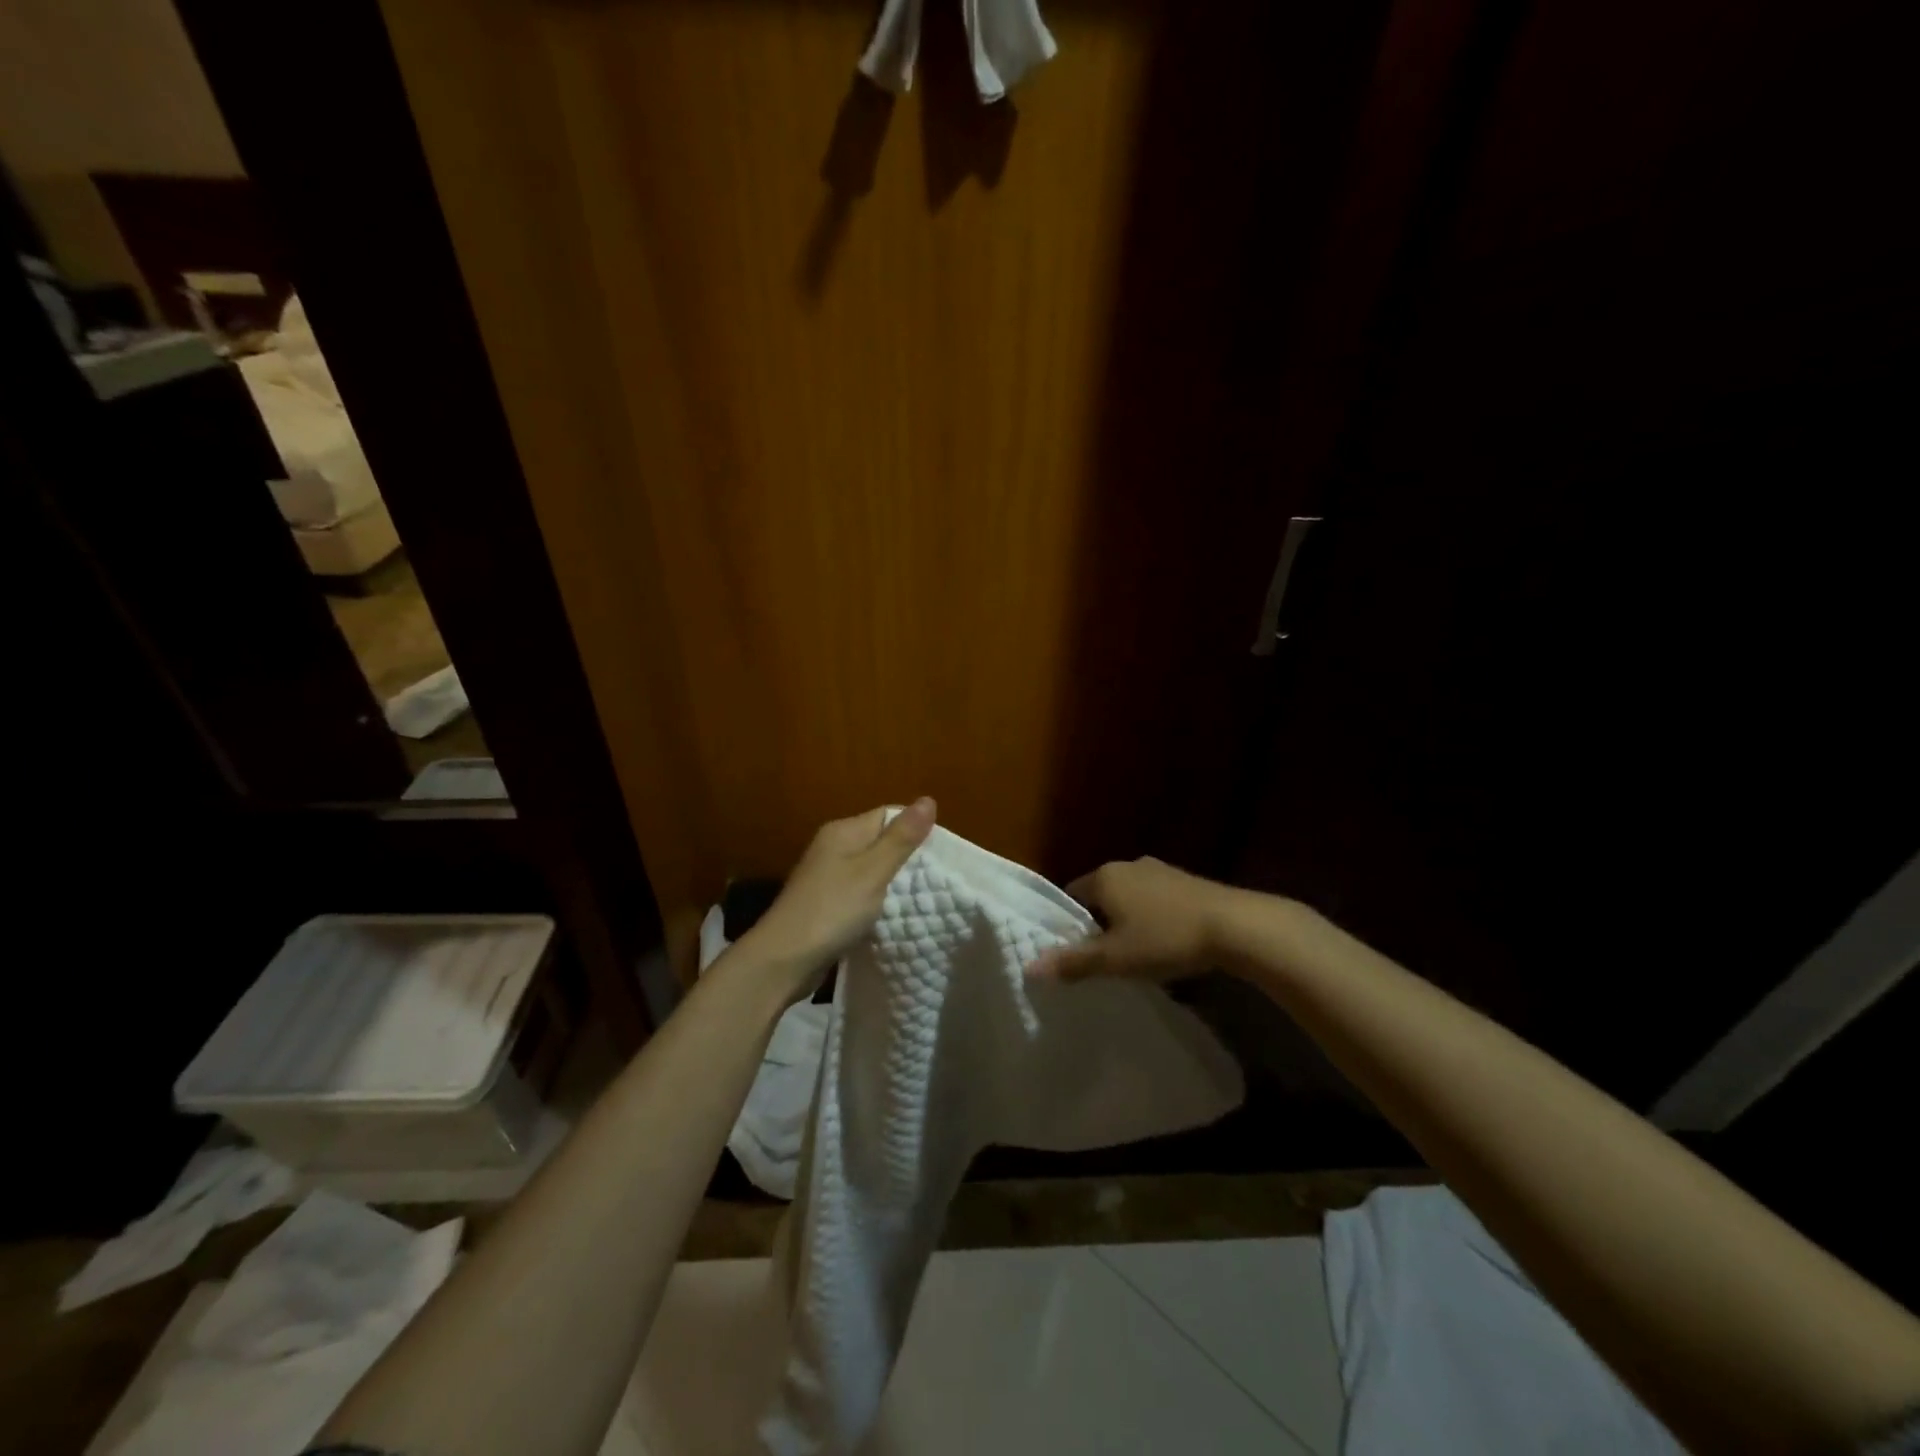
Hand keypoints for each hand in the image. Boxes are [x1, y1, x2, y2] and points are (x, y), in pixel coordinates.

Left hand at [735, 798, 937, 999]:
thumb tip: (928, 799)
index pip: (888, 816)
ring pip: (871, 871)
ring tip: (922, 898)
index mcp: (843, 831)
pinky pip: (860, 894)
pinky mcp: (827, 904)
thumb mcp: (873, 872)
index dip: (914, 830)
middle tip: (937, 879)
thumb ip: (901, 838)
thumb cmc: (832, 910)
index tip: (941, 854)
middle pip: (880, 842)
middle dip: (907, 858)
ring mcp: (827, 877)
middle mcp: (833, 848)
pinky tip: (892, 916)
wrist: (783, 960)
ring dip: (892, 883)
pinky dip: (877, 902)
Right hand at [1029, 856, 1233, 982]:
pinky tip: (1165, 942)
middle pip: (1100, 896)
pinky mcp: (1185, 880)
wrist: (1235, 926)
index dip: (1069, 925)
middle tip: (1103, 958)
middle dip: (1099, 924)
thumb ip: (1073, 962)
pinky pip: (1155, 899)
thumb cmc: (1166, 939)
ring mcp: (1159, 870)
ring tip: (1135, 954)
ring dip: (1127, 921)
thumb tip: (1029, 967)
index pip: (1071, 896)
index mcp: (1104, 877)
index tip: (1075, 952)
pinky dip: (1152, 918)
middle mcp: (1127, 865)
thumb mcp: (1115, 958)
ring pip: (1129, 897)